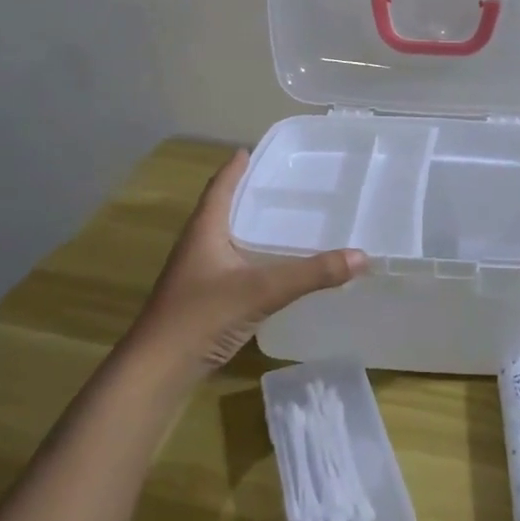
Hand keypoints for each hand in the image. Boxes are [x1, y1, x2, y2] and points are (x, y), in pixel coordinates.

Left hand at [131, 150, 367, 370]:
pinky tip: (272, 268)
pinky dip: (252, 258)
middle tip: (281, 183)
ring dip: (249, 227)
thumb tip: (361, 256)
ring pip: (227, 240)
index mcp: (204, 231)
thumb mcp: (261, 290)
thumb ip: (311, 274)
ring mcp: (197, 275)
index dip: (234, 168)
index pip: (219, 188)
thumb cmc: (202, 316)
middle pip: (222, 210)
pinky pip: (232, 266)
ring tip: (282, 220)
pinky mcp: (203, 300)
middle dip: (248, 195)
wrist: (158, 370)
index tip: (250, 150)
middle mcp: (197, 246)